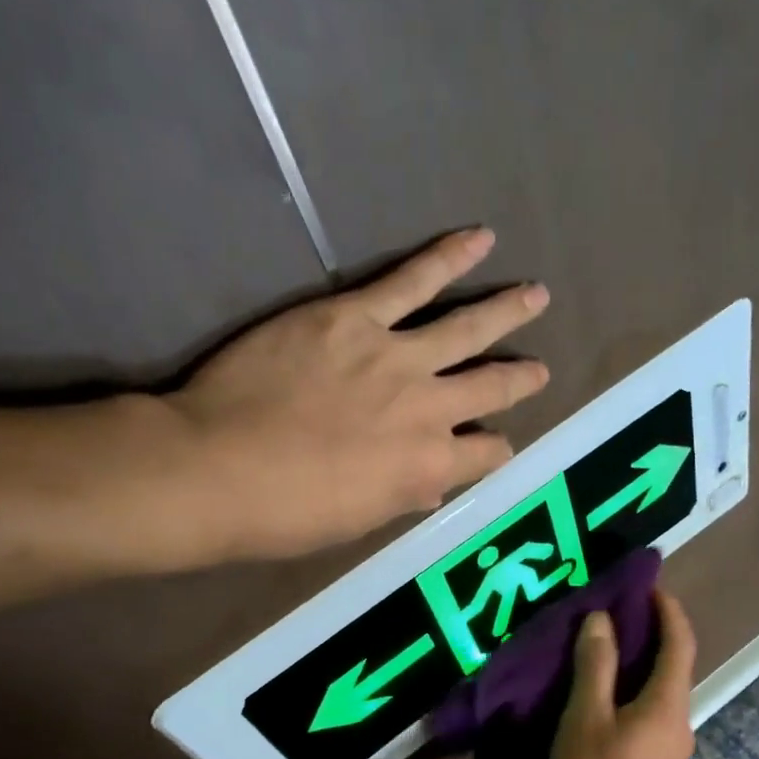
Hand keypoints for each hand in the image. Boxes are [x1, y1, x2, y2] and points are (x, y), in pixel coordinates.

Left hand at [168, 228, 549, 560]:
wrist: (218, 467)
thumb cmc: (286, 512)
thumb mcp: (357, 520)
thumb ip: (403, 495)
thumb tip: (430, 484)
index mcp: (429, 466)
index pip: (487, 455)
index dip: (495, 450)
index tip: (494, 445)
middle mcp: (429, 409)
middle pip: (491, 388)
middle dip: (521, 379)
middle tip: (540, 369)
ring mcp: (397, 357)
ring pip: (467, 329)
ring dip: (506, 311)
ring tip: (536, 295)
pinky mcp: (356, 316)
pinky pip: (412, 281)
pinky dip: (449, 257)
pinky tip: (479, 238)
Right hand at [550, 590, 696, 758]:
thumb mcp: (585, 715)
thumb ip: (595, 665)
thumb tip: (602, 619)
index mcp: (668, 703)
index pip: (680, 643)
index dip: (669, 611)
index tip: (650, 586)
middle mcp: (681, 720)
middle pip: (675, 665)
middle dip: (654, 633)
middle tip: (620, 612)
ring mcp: (673, 745)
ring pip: (664, 689)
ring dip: (644, 662)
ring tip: (609, 647)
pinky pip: (655, 709)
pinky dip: (638, 687)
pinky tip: (610, 693)